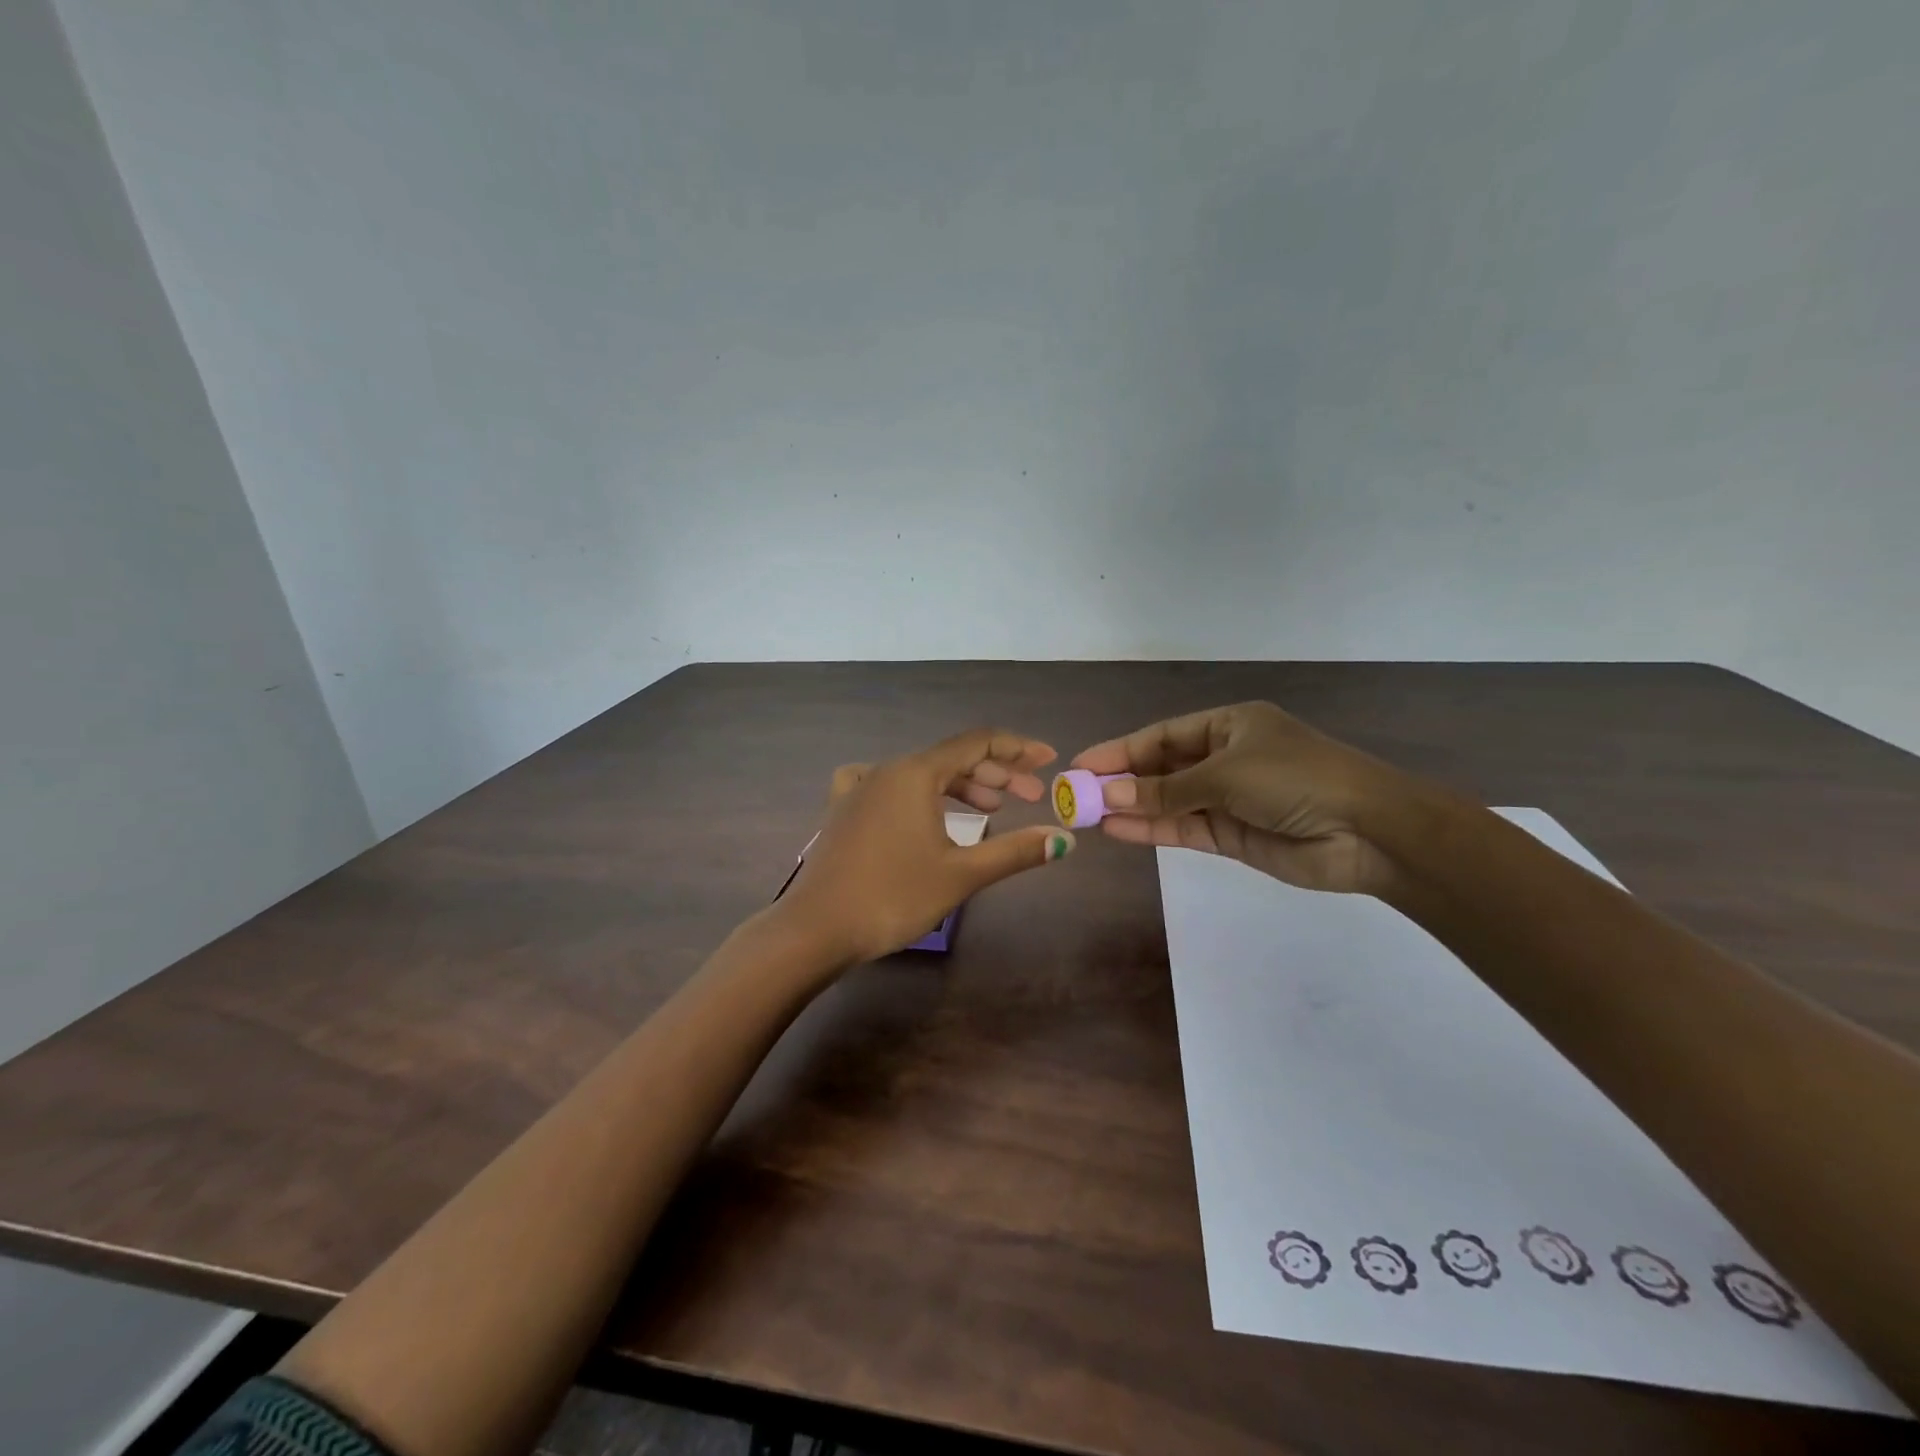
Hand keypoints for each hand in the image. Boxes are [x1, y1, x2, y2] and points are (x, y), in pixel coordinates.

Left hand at [777, 729, 1076, 965]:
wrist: (816, 929)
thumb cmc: (893, 896)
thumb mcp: (961, 874)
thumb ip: (1015, 851)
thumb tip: (1063, 839)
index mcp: (916, 773)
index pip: (977, 744)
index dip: (1017, 748)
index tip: (1048, 760)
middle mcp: (886, 769)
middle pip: (951, 758)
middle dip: (996, 774)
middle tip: (1029, 797)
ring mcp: (859, 788)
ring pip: (921, 774)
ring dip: (961, 787)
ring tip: (993, 809)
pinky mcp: (843, 810)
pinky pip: (889, 786)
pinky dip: (919, 794)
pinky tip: (921, 809)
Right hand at [1070, 701, 1416, 894]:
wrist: (1368, 832)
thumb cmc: (1296, 779)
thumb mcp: (1226, 774)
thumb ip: (1166, 790)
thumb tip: (1109, 797)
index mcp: (1229, 726)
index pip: (1162, 736)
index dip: (1120, 750)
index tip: (1082, 765)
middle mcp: (1225, 758)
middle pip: (1161, 768)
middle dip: (1121, 781)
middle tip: (1076, 795)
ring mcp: (1228, 799)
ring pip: (1168, 801)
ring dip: (1131, 807)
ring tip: (1087, 816)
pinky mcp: (1232, 835)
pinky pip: (1183, 828)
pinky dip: (1152, 829)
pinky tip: (1118, 830)